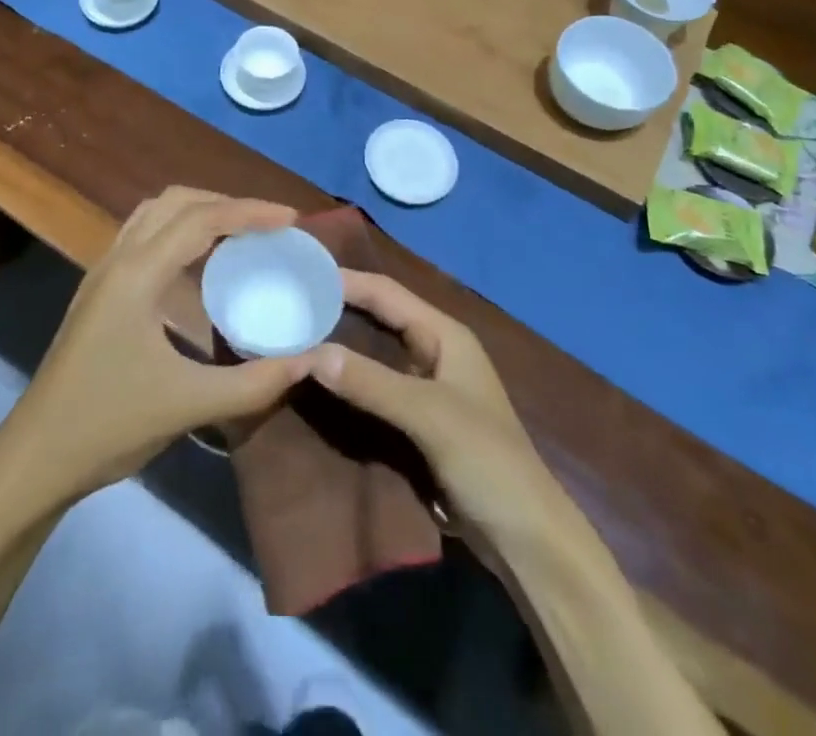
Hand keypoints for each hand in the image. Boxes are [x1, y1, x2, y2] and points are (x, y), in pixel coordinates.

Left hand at [0, 188, 320, 506]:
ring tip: (240, 235)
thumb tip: (310, 361)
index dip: (250, 212)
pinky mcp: (98, 292)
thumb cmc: (109, 424)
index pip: (201, 219)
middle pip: (175, 202)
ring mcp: (103, 273)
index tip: (292, 219)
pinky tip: (199, 266)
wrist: (35, 457)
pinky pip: (143, 238)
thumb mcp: (188, 404)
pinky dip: (178, 234)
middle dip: (225, 203)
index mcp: (136, 274)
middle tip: (268, 225)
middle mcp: (117, 259)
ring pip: (154, 215)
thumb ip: (255, 383)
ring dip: (198, 213)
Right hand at [312, 271, 593, 562]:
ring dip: (339, 344)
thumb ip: (371, 383)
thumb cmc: (487, 461)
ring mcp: (425, 386)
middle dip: (338, 309)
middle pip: (378, 318)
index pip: (387, 293)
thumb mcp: (428, 415)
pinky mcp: (416, 419)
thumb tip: (311, 353)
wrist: (526, 539)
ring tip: (293, 335)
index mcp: (444, 335)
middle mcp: (434, 350)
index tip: (302, 274)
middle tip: (289, 304)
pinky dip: (348, 380)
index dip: (346, 281)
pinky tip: (318, 381)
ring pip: (373, 353)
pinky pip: (374, 387)